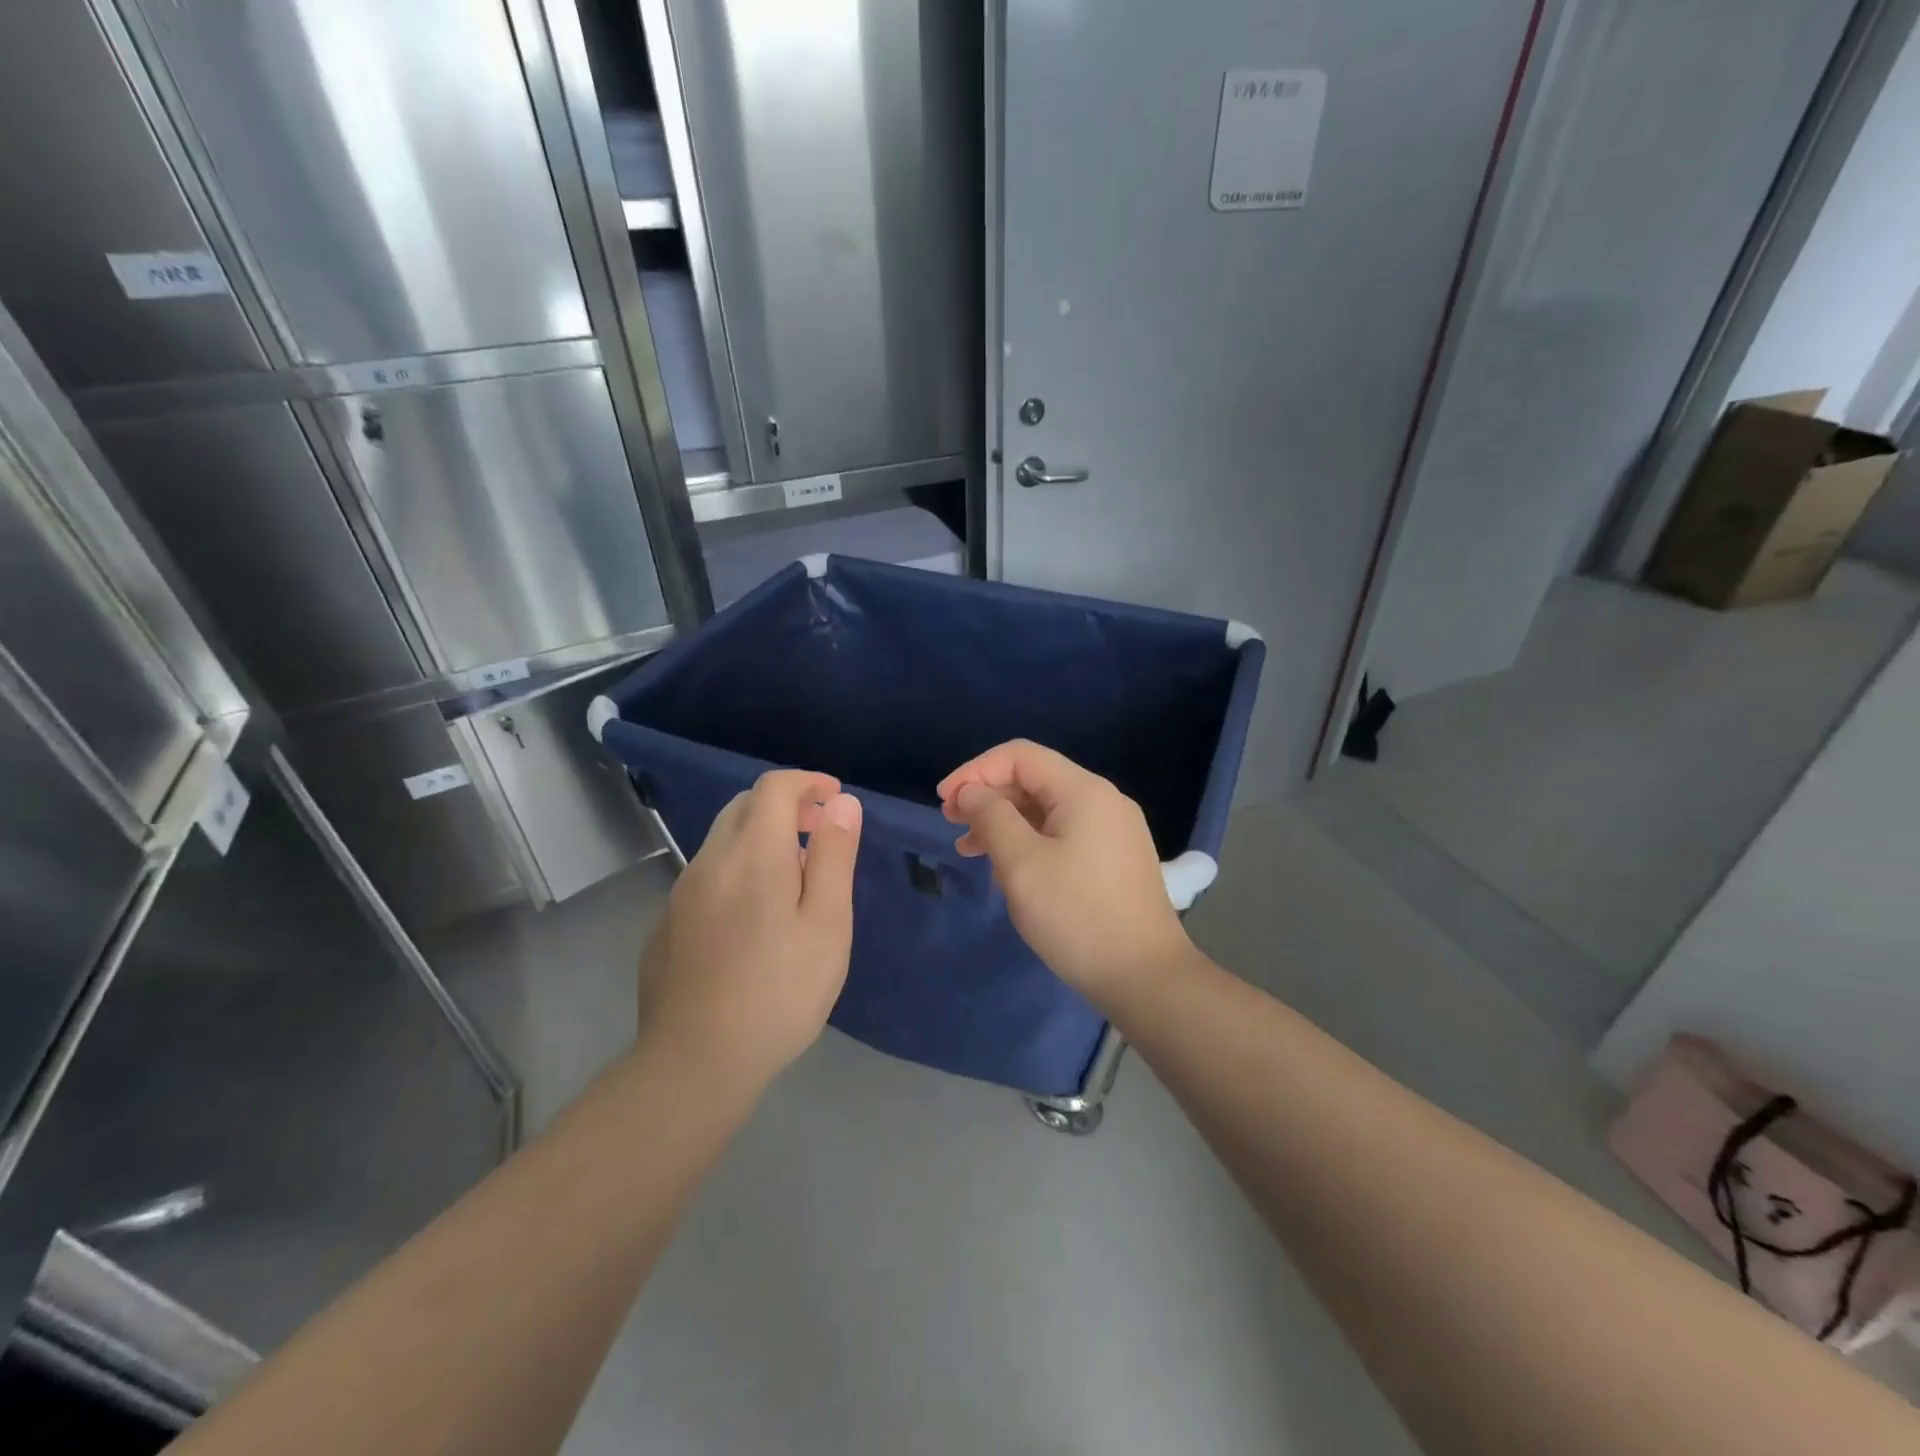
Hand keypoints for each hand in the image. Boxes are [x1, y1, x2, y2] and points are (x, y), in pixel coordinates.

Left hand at [637, 770, 862, 1090]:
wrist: (695, 1063)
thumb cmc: (779, 993)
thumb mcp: (827, 924)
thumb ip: (835, 857)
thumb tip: (842, 803)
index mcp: (753, 854)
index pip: (774, 787)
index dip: (808, 782)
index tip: (836, 799)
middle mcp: (709, 861)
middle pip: (744, 806)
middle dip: (785, 805)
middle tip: (821, 832)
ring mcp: (681, 894)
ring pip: (722, 840)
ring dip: (760, 837)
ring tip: (795, 876)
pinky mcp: (667, 925)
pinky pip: (707, 875)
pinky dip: (737, 868)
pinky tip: (753, 917)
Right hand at [938, 740, 1194, 1006]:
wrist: (1145, 977)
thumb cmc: (1077, 916)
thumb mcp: (1021, 864)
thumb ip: (991, 818)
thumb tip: (972, 792)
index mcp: (1084, 791)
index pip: (1020, 756)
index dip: (975, 770)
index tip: (943, 800)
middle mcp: (1103, 800)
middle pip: (1035, 780)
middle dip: (988, 796)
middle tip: (951, 824)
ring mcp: (1114, 830)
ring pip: (1047, 809)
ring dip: (1005, 822)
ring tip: (969, 849)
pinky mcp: (1115, 858)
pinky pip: (1064, 833)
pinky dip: (1030, 841)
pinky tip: (1008, 868)